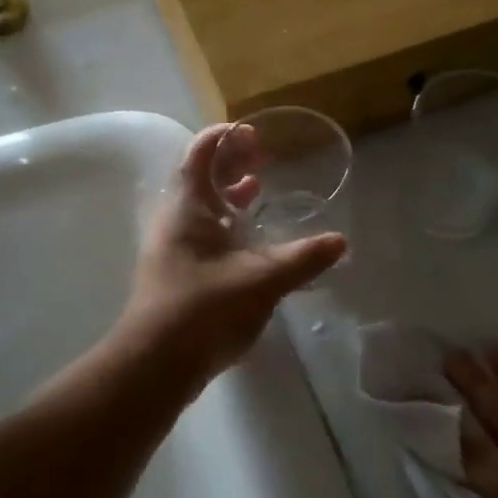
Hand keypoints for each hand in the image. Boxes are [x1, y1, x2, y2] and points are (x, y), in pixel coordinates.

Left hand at [122, 125, 347, 382]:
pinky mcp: (176, 276)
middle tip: (262, 159)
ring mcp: (172, 250)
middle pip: (200, 179)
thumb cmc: (205, 308)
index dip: (224, 138)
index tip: (253, 134)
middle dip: (230, 165)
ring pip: (200, 210)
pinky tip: (249, 245)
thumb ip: (302, 259)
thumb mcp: (262, 279)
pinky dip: (225, 227)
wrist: (157, 363)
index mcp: (188, 207)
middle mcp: (174, 222)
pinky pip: (202, 236)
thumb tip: (341, 242)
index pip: (200, 154)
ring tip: (258, 192)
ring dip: (227, 197)